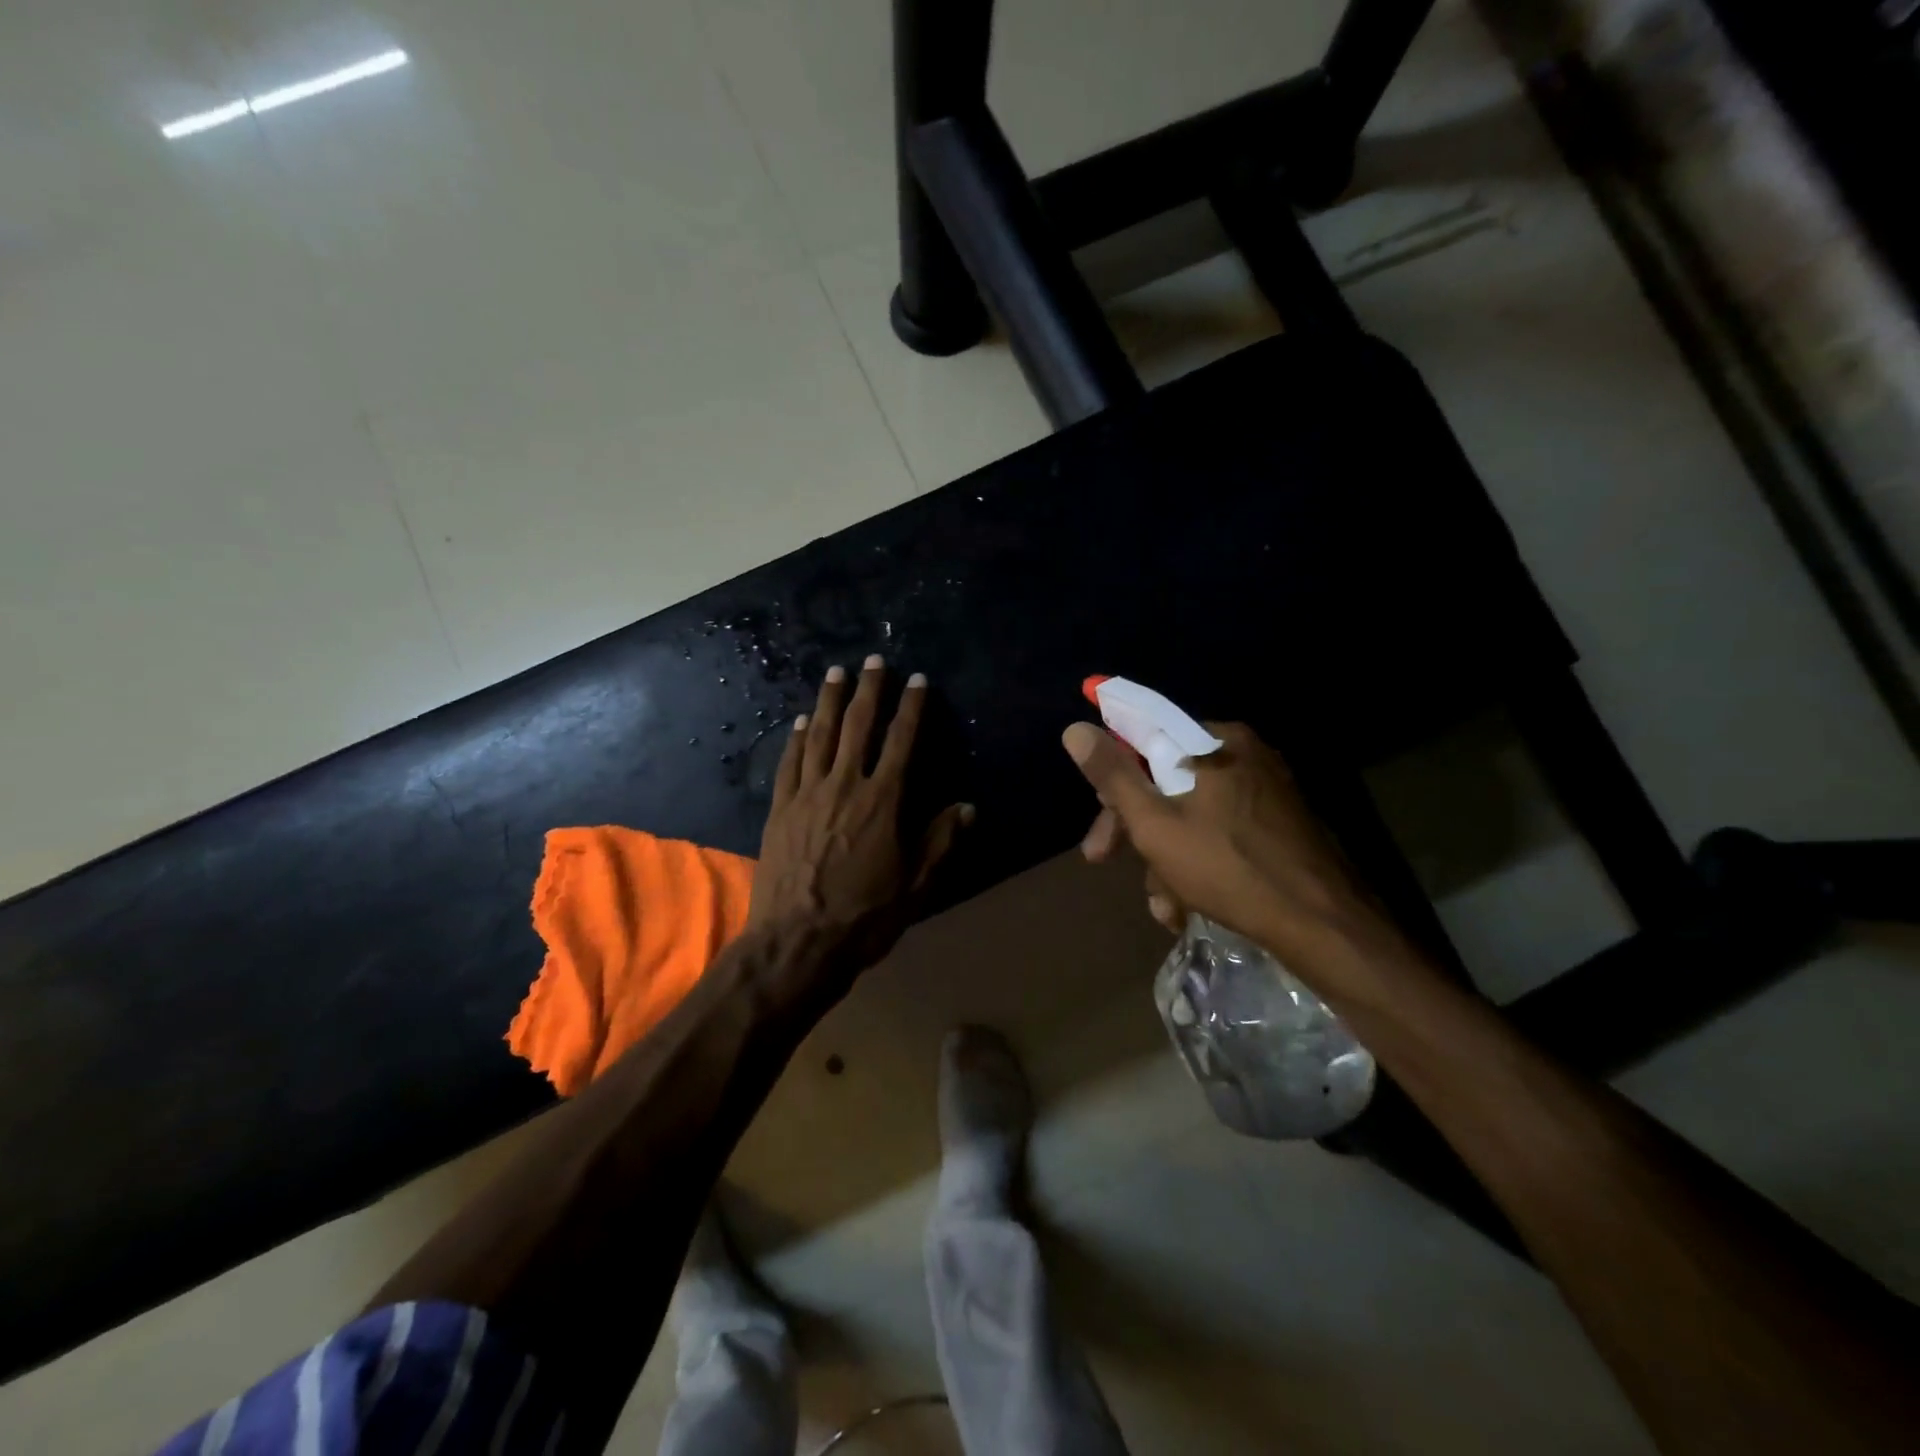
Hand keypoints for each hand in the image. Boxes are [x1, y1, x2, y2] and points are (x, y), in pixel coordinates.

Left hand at [749, 656, 972, 974]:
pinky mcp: (780, 809)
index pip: (902, 742)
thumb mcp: (916, 886)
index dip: (912, 708)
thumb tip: (966, 807)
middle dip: (869, 690)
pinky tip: (803, 720)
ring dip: (830, 701)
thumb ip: (940, 842)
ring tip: (836, 672)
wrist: (796, 944)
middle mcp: (844, 785)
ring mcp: (807, 794)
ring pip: (821, 735)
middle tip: (874, 660)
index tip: (918, 680)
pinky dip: (797, 737)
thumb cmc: (864, 917)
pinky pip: (790, 763)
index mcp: (882, 801)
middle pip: (859, 726)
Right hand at [1062, 720, 1382, 959]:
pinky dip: (1198, 863)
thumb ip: (1113, 776)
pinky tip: (1190, 907)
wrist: (1324, 926)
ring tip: (1165, 906)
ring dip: (1165, 859)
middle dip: (1136, 829)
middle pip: (1167, 780)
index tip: (1098, 815)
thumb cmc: (1229, 867)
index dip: (1113, 778)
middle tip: (1105, 860)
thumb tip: (1075, 728)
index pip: (1146, 738)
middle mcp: (1245, 755)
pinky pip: (1221, 832)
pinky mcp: (1281, 824)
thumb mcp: (1156, 824)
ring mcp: (1268, 790)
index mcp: (1217, 741)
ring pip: (1192, 813)